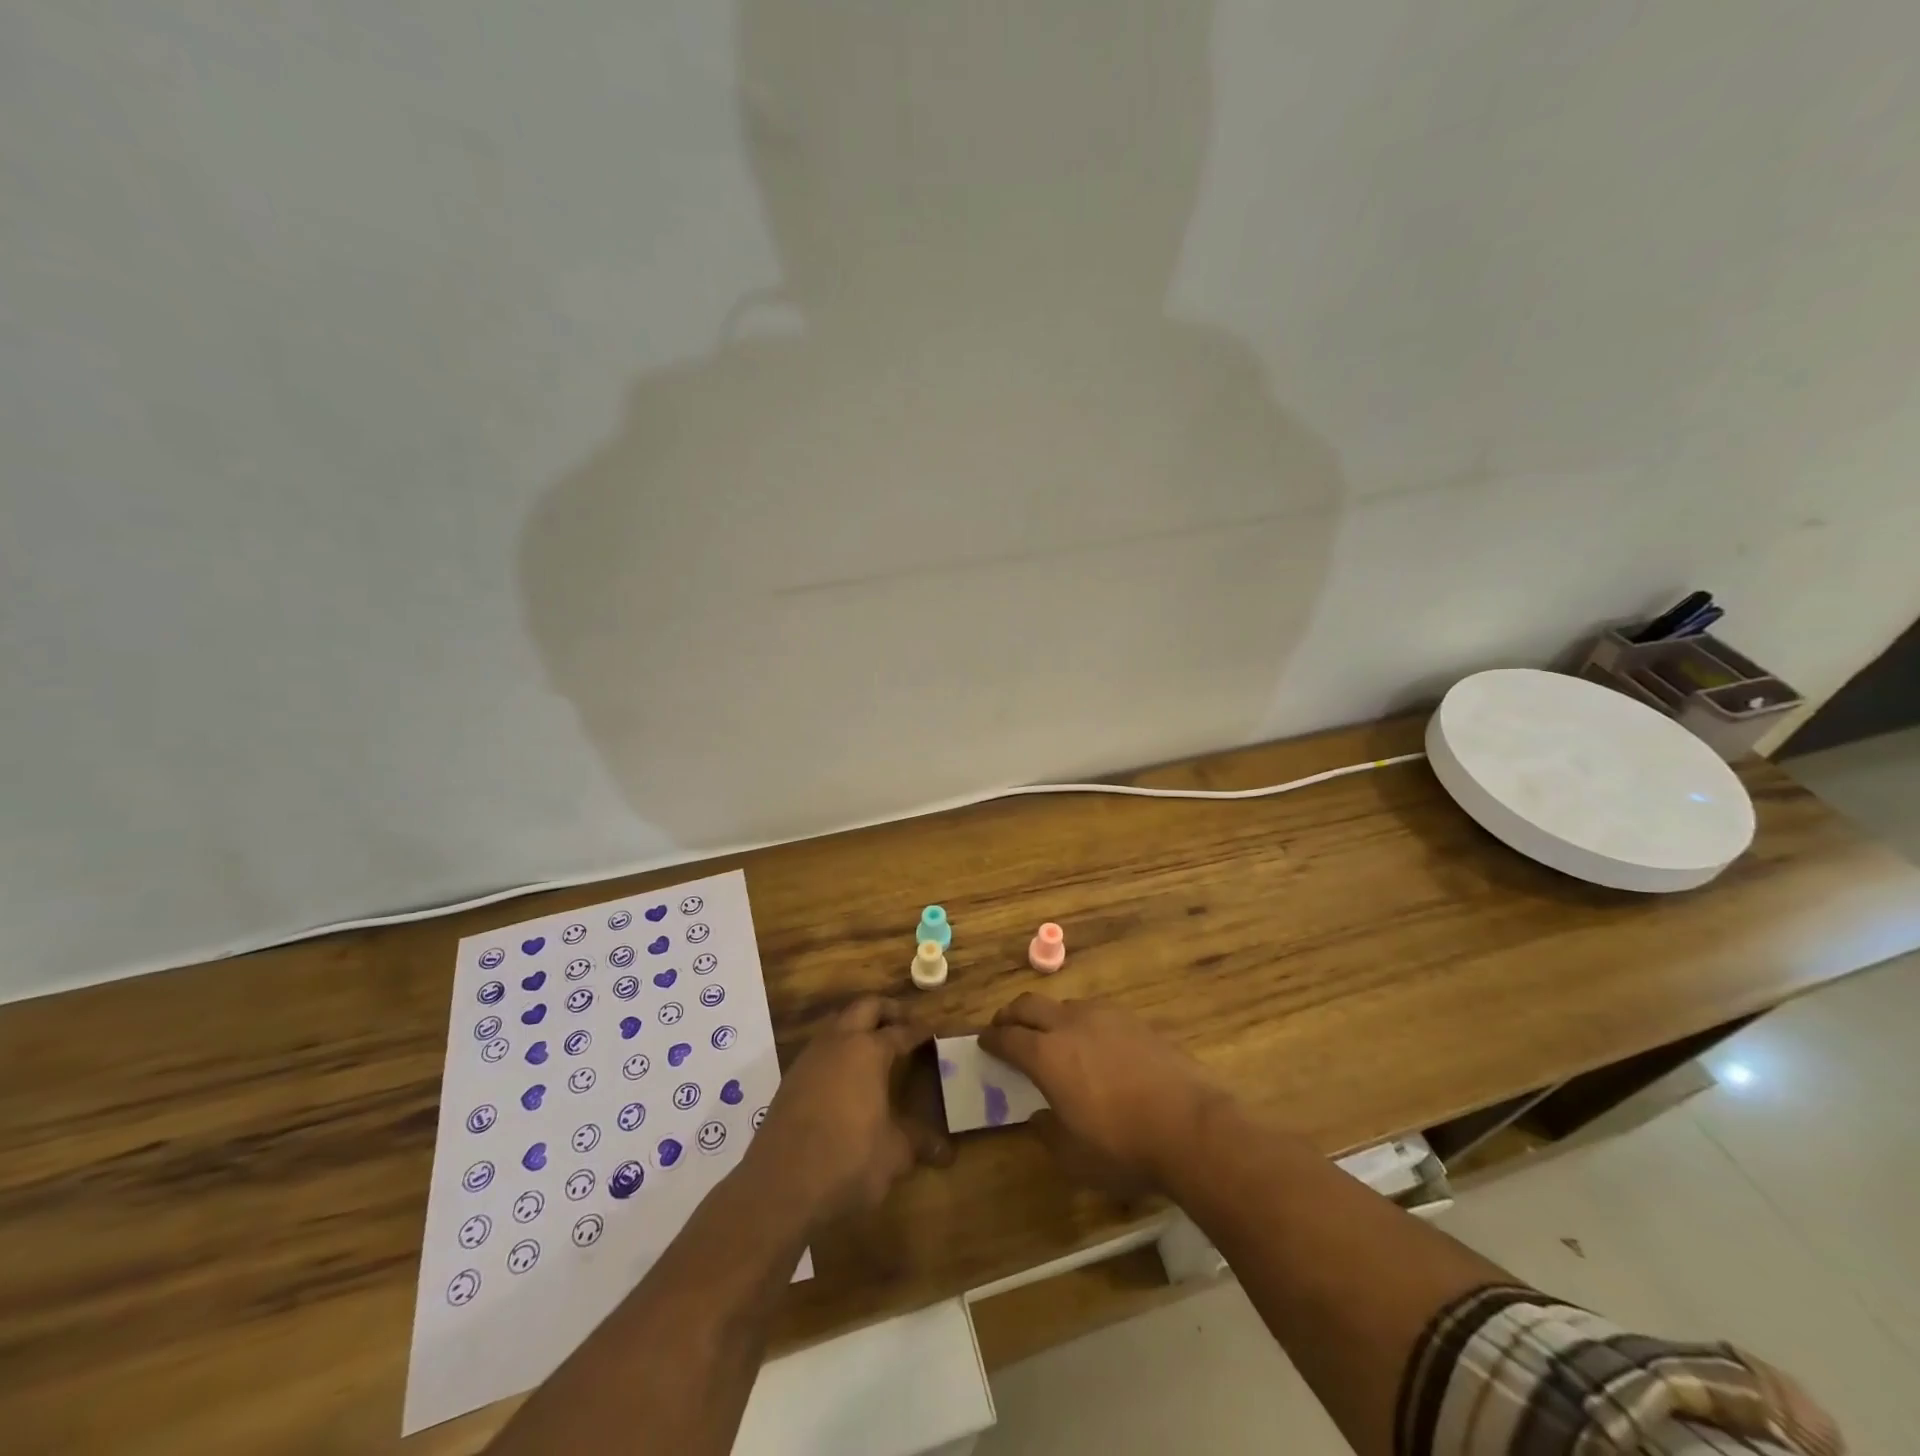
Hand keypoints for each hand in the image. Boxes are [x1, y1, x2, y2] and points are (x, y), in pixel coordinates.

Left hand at [747, 997, 950, 1226]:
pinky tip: (846, 1075)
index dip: (919, 1031)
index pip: (901, 1031)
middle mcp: (839, 1043)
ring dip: (858, 1026)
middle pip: (865, 1007)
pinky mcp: (790, 1079)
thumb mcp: (893, 1154)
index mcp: (869, 1051)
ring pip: (838, 1024)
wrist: (780, 1185)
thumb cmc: (848, 1160)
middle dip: (887, 1010)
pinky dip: (838, 1050)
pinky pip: (820, 1049)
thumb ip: (918, 1144)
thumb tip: (947, 1151)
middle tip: (905, 1022)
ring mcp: (810, 1058)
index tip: (933, 1030)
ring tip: (876, 1045)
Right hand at [980, 995, 1220, 1194]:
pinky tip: (1094, 1043)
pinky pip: (1096, 1013)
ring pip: (1064, 1004)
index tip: (984, 1042)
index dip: (991, 1039)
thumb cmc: (1123, 1146)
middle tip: (1005, 1027)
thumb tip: (1039, 1115)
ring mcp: (1105, 1017)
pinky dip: (1082, 1022)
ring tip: (1051, 1035)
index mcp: (1046, 1055)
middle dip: (1011, 1014)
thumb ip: (1047, 1132)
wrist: (1191, 1127)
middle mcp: (1070, 1025)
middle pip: (1029, 1005)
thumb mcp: (1073, 1156)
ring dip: (1048, 1015)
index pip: (1007, 1037)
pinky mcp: (1135, 1021)